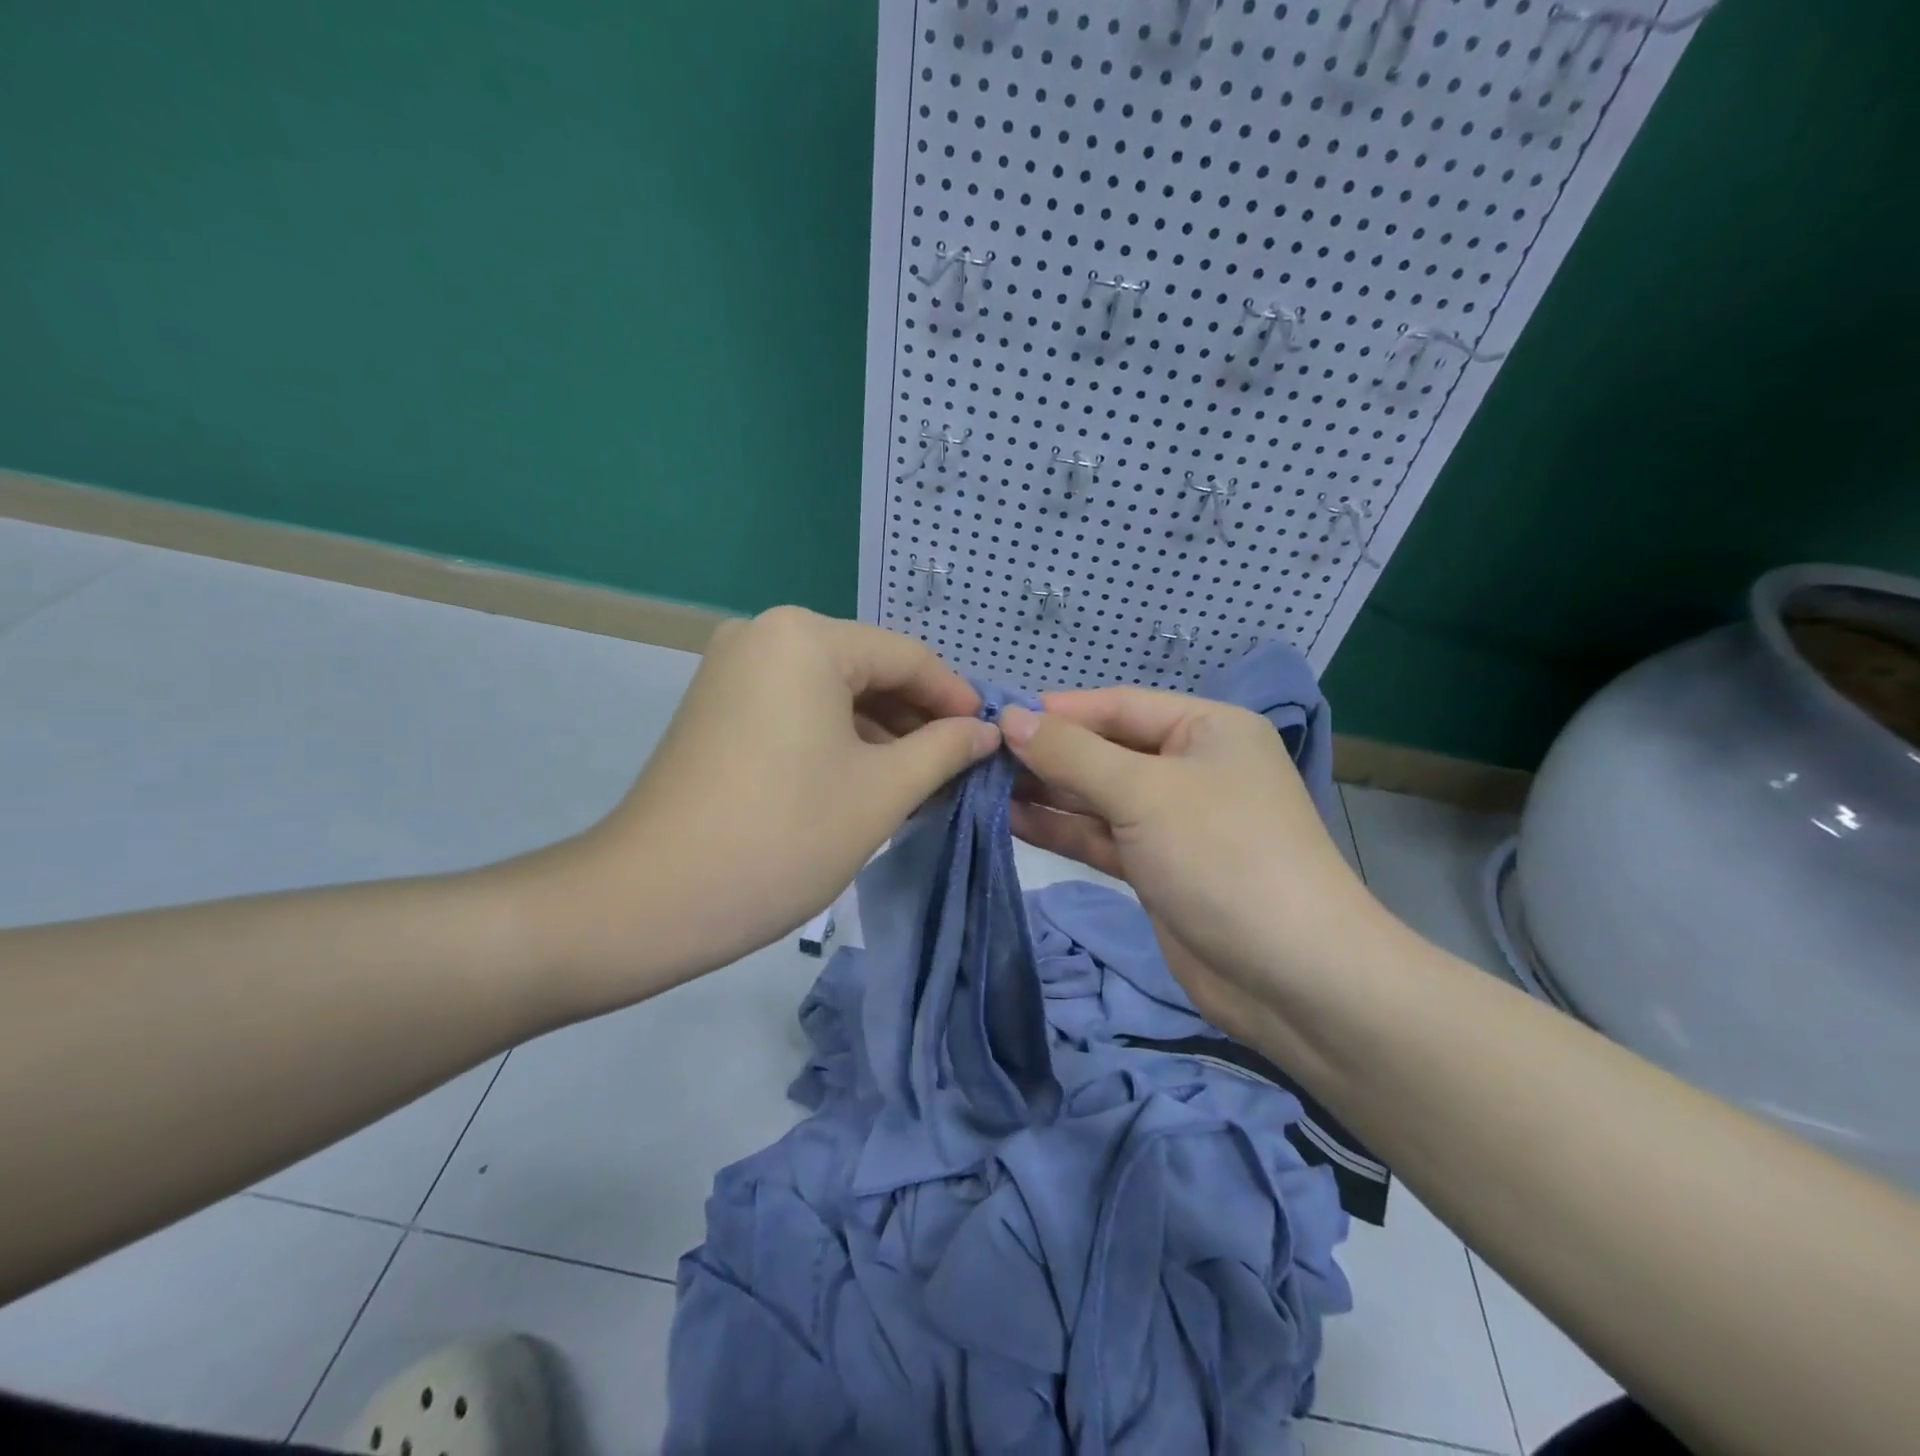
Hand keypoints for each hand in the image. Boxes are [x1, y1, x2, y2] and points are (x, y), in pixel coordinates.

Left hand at [522, 608, 997, 1006]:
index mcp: (806, 637)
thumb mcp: (882, 791)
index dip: (955, 698)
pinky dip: (838, 739)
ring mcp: (733, 669)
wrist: (651, 899)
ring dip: (880, 733)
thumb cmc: (783, 837)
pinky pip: (797, 708)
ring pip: (833, 692)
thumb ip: (945, 750)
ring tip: (921, 782)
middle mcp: (764, 634)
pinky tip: (868, 779)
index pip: (907, 656)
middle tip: (958, 769)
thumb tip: (986, 731)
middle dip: (917, 719)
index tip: (991, 739)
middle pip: (868, 669)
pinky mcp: (717, 706)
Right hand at [1000, 688, 1378, 1018]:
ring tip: (981, 785)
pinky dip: (1061, 829)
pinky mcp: (1157, 869)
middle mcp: (1191, 767)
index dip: (1058, 711)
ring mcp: (1173, 821)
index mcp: (1206, 728)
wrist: (1293, 977)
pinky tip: (1011, 819)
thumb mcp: (1145, 793)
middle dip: (1046, 754)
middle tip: (976, 756)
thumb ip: (1073, 754)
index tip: (994, 717)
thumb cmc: (1224, 857)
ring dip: (1046, 793)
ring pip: (1098, 796)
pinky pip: (1100, 837)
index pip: (1118, 705)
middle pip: (1105, 750)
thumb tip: (1010, 717)